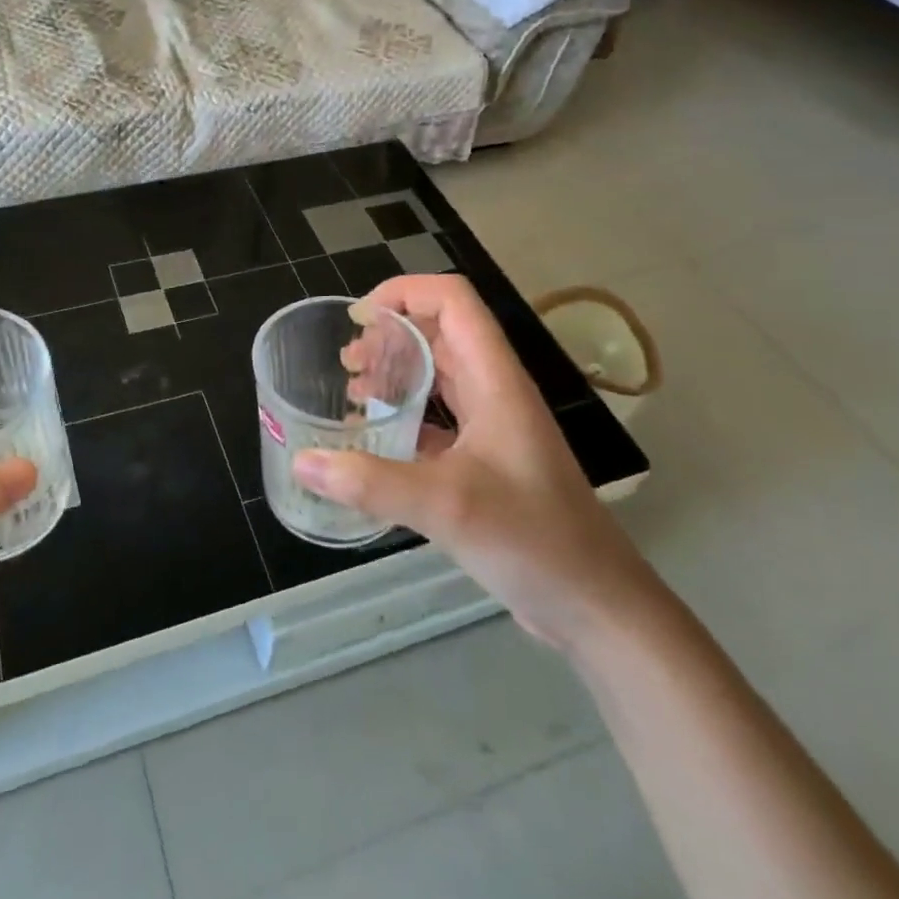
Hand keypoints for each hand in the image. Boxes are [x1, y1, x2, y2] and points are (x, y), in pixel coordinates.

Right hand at [296, 275, 661, 649]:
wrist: (596, 607)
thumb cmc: (533, 540)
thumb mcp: (447, 505)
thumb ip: (371, 482)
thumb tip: (302, 462)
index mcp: (495, 379)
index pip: (453, 300)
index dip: (405, 292)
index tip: (358, 319)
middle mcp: (494, 392)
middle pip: (440, 332)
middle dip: (390, 334)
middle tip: (346, 363)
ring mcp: (493, 427)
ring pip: (439, 375)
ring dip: (396, 372)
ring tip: (353, 392)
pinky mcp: (487, 461)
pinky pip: (439, 418)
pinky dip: (404, 416)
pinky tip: (375, 441)